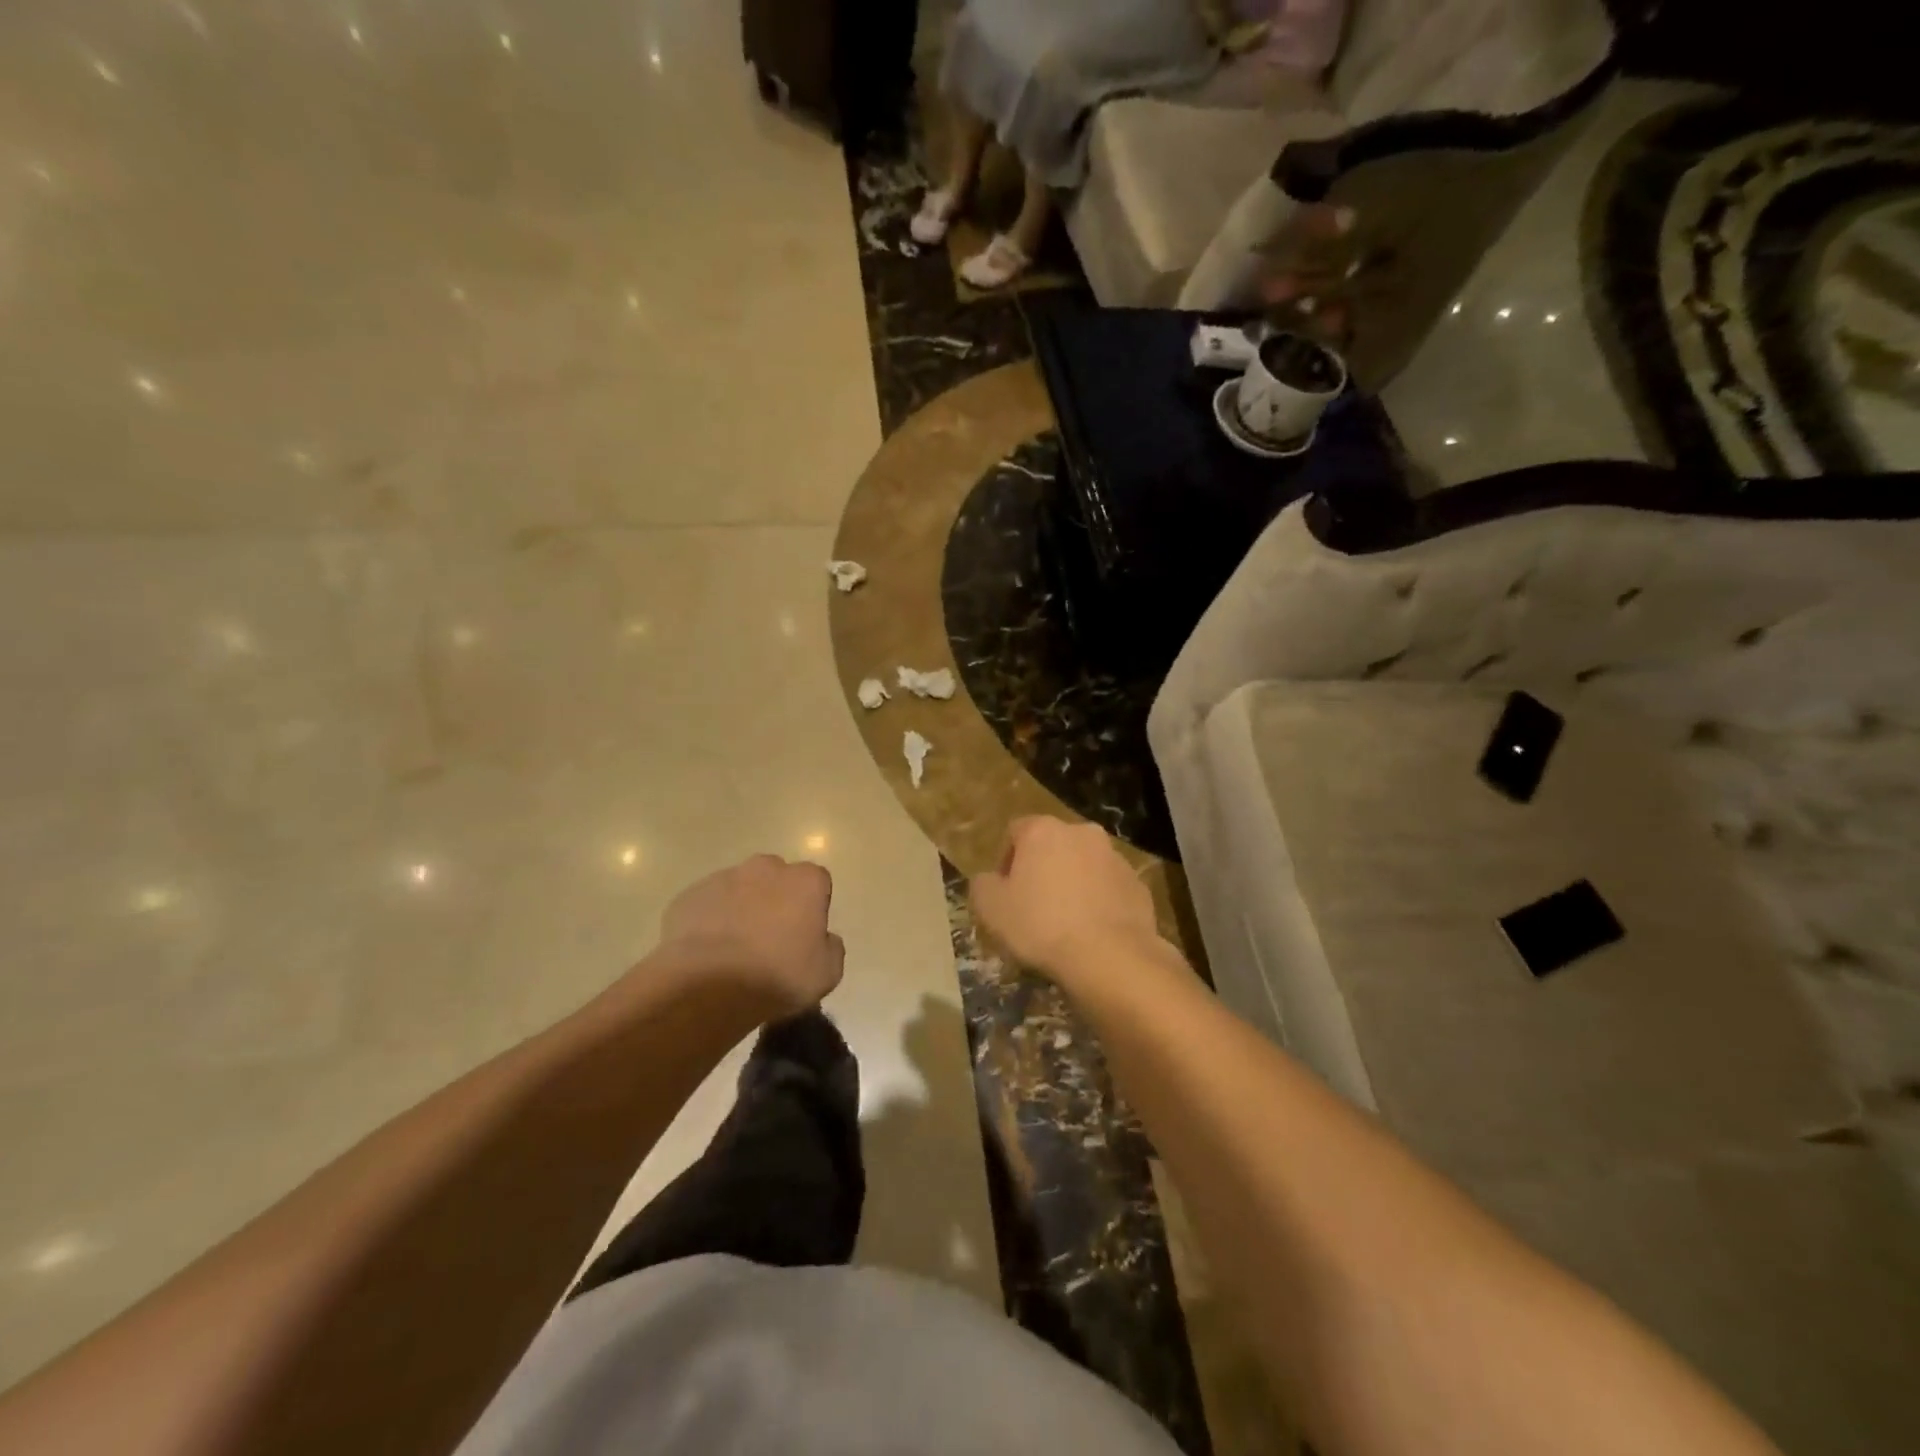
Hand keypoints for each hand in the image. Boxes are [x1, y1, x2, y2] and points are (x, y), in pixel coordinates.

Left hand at [655, 855, 844, 1016]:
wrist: (708, 986)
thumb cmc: (777, 976)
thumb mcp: (826, 974)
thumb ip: (831, 947)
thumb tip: (824, 939)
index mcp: (805, 880)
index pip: (817, 882)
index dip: (812, 907)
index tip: (804, 934)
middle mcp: (766, 868)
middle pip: (777, 877)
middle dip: (776, 900)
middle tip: (770, 938)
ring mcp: (724, 878)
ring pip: (739, 888)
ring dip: (741, 908)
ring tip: (734, 949)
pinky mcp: (689, 895)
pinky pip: (707, 904)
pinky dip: (710, 920)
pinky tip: (707, 952)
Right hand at [970, 817, 1162, 985]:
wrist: (1110, 957)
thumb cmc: (1042, 925)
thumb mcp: (990, 908)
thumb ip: (982, 885)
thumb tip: (989, 880)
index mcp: (1043, 830)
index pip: (1015, 832)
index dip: (1005, 862)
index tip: (1004, 894)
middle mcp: (1081, 832)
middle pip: (1052, 846)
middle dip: (1042, 870)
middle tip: (1032, 907)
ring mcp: (1114, 857)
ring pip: (1083, 866)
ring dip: (1072, 884)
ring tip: (1064, 923)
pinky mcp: (1137, 884)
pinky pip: (1109, 888)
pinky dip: (1098, 902)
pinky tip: (1091, 932)